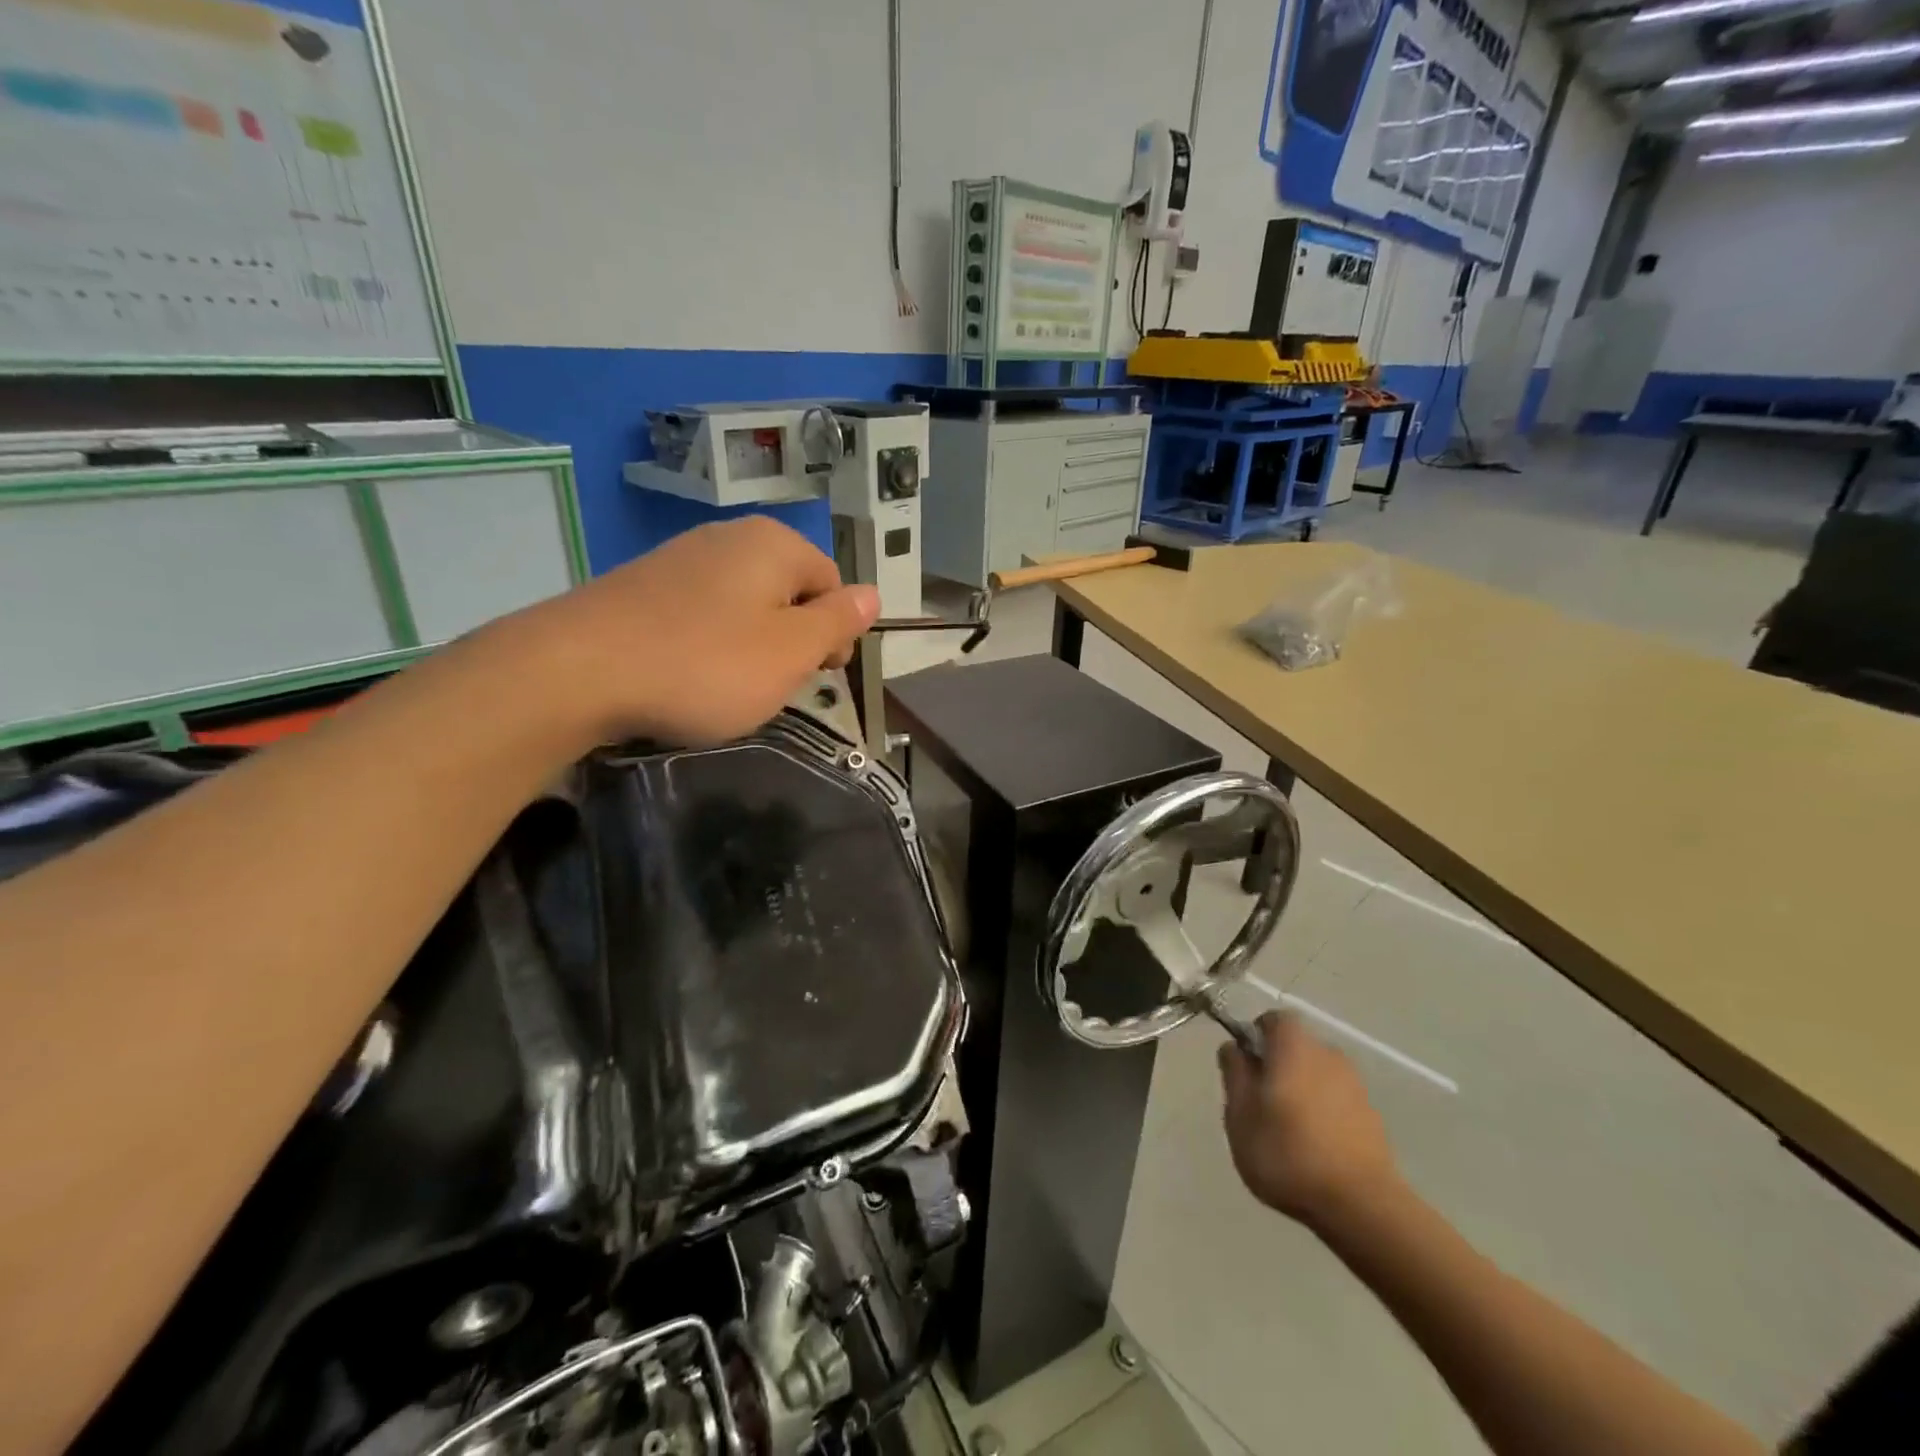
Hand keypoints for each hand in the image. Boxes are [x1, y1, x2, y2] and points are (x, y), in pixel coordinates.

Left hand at [501, 516, 878, 747]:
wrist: (576, 671)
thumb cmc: (704, 665)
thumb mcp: (789, 652)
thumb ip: (837, 621)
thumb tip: (873, 593)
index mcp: (773, 545)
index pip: (832, 583)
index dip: (834, 633)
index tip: (819, 677)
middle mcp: (729, 537)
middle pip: (787, 590)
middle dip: (792, 638)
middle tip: (774, 685)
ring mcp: (680, 557)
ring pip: (744, 604)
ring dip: (751, 644)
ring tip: (729, 685)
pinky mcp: (642, 584)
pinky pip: (700, 612)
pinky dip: (708, 643)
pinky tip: (688, 674)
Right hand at [1218, 1012, 1400, 1230]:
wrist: (1361, 1206)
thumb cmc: (1287, 1152)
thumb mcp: (1239, 1113)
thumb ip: (1234, 1073)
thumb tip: (1234, 1047)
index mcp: (1294, 1046)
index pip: (1274, 1020)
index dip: (1255, 1037)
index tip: (1245, 1068)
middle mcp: (1328, 1055)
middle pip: (1295, 1047)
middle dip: (1276, 1066)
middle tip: (1259, 1103)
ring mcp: (1355, 1086)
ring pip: (1316, 1075)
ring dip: (1300, 1091)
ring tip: (1287, 1131)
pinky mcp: (1372, 1117)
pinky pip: (1337, 1100)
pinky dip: (1323, 1113)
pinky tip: (1314, 1148)